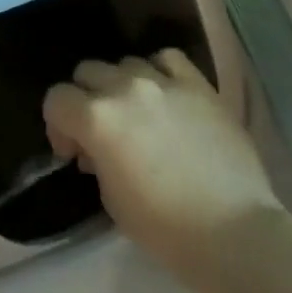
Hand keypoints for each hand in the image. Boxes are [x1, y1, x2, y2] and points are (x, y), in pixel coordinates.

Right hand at [43, 49, 280, 282]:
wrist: (235, 233)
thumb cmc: (166, 229)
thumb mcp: (110, 199)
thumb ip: (95, 158)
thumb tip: (94, 148)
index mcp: (97, 118)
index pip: (56, 99)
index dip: (58, 125)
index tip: (73, 152)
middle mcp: (124, 88)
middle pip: (87, 72)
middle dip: (86, 100)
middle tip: (102, 133)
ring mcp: (163, 81)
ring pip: (124, 63)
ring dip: (121, 87)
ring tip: (139, 116)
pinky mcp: (198, 84)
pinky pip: (167, 59)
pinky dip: (158, 71)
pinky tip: (165, 94)